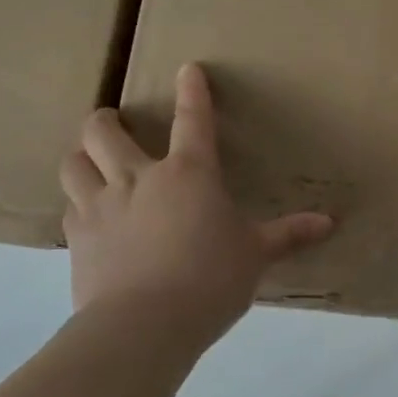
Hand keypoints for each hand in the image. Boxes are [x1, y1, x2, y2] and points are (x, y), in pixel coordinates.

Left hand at [60, 63, 333, 357]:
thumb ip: (288, 234)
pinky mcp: (77, 240)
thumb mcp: (256, 254)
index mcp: (189, 173)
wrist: (143, 326)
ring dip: (81, 155)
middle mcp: (139, 178)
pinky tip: (87, 213)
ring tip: (90, 161)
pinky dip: (77, 201)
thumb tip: (329, 223)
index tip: (187, 69)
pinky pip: (69, 207)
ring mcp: (101, 207)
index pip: (193, 120)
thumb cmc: (210, 279)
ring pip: (74, 163)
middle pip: (104, 132)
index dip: (192, 91)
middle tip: (112, 122)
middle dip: (105, 120)